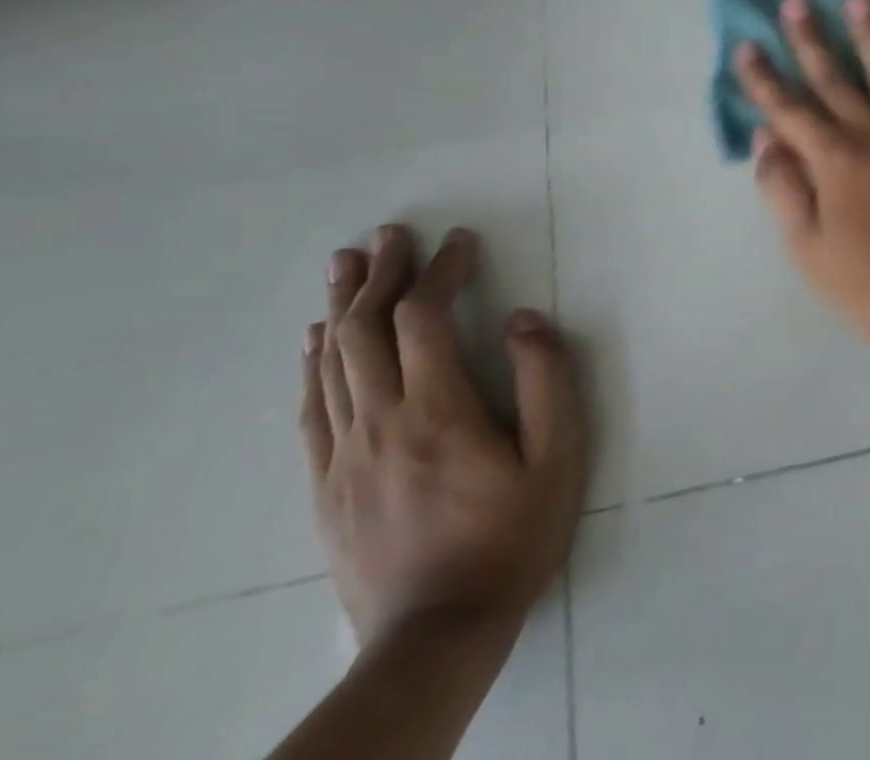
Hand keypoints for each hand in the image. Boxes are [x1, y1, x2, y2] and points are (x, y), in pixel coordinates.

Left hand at [300, 225, 586, 648]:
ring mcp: (345, 456)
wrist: (436, 636)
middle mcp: (381, 423)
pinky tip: (317, 342)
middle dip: (380, 274)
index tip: (459, 240)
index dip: (441, 270)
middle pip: (366, 332)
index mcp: (439, 411)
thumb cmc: (511, 537)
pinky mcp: (327, 486)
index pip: (426, 319)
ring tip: (346, 264)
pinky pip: (312, 411)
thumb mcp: (558, 456)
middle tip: (391, 233)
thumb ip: (546, 380)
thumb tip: (524, 320)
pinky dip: (314, 364)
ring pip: (332, 364)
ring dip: (341, 307)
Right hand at [734, 0, 869, 363]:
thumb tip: (766, 137)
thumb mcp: (806, 247)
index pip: (789, 109)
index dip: (763, 78)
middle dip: (811, 40)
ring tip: (859, 0)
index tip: (747, 45)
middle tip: (796, 2)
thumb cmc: (865, 283)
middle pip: (835, 80)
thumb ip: (783, 188)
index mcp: (834, 161)